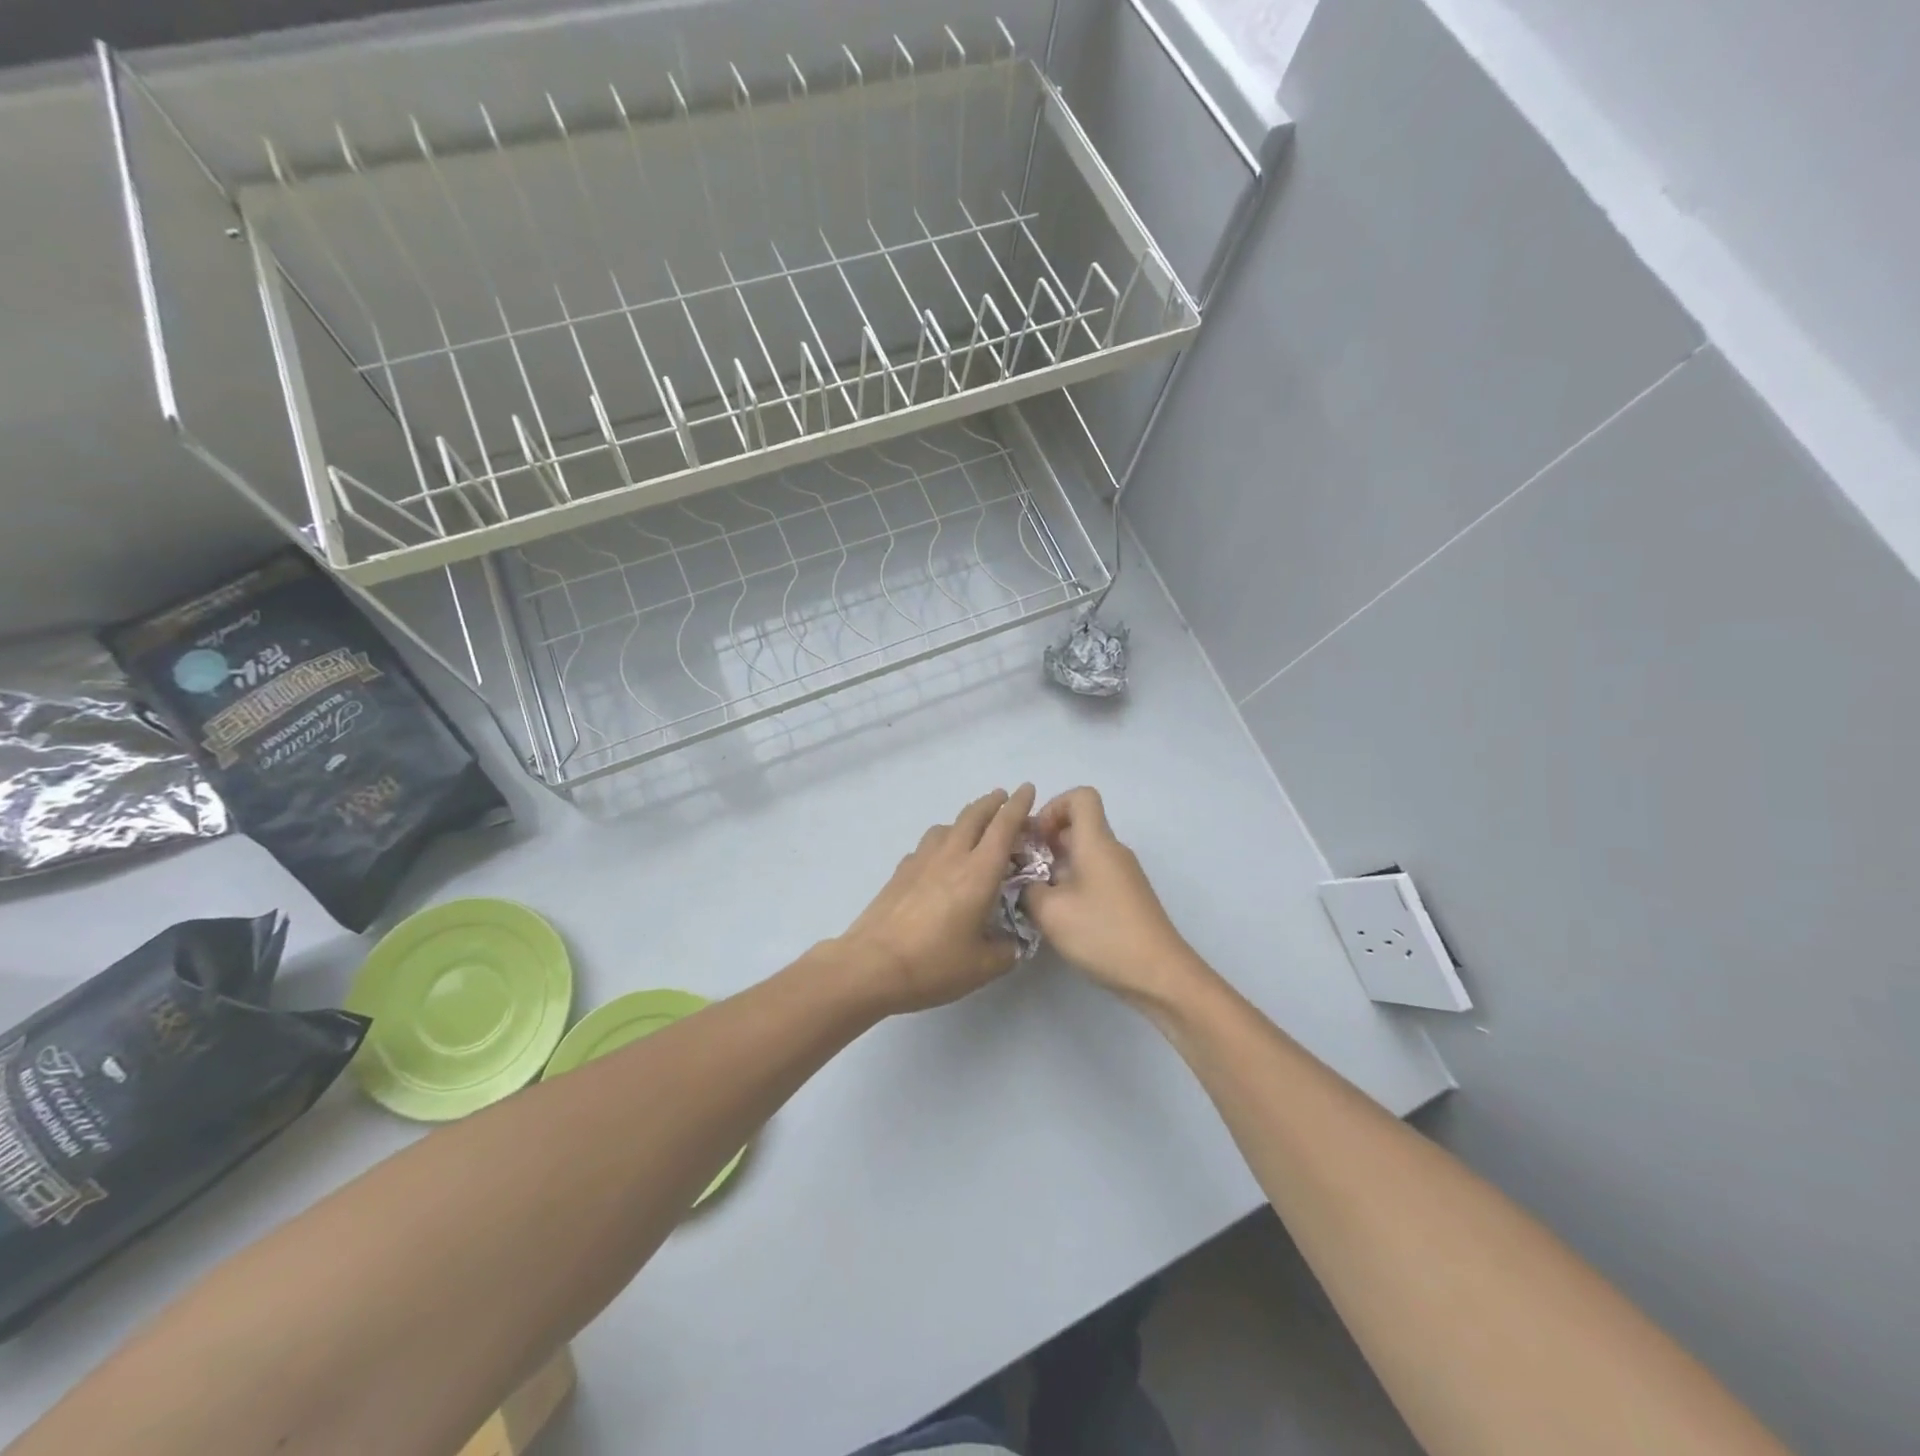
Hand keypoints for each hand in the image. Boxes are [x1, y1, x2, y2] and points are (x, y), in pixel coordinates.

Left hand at [836, 785, 1037, 1013]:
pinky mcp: (900, 871)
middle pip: (973, 816)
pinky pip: (927, 844)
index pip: (1003, 827)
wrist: (872, 965)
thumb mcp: (983, 966)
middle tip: (1003, 797)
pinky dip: (941, 841)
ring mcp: (921, 860)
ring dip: (964, 819)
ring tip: (972, 827)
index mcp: (979, 873)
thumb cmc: (934, 964)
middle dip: (991, 802)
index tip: (1027, 788)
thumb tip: (1012, 943)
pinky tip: (939, 858)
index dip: (1018, 806)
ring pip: (946, 826)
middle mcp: (951, 856)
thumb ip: (1006, 950)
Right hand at [1024, 787, 1203, 1009]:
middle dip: (1046, 841)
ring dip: (1056, 866)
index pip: (1080, 796)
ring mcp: (1123, 875)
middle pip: (1078, 826)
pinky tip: (1060, 915)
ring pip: (1084, 853)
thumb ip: (1027, 889)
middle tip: (1021, 869)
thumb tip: (1023, 881)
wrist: (1159, 974)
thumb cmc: (1103, 934)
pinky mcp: (1126, 897)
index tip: (1034, 837)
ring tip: (1035, 896)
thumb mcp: (1050, 912)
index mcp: (1096, 842)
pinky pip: (1094, 875)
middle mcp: (1112, 851)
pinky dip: (1072, 883)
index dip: (1053, 807)